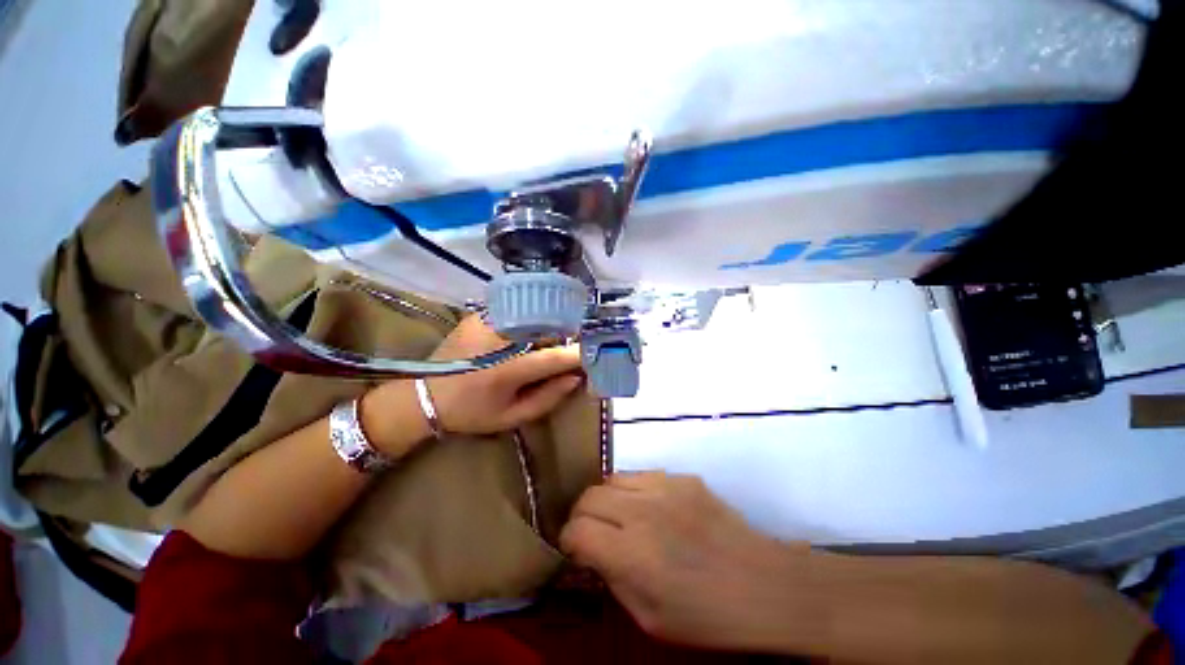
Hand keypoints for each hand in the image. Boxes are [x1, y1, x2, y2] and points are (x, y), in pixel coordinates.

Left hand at [424, 315, 583, 434]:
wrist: (424, 396)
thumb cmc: (471, 413)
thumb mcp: (512, 417)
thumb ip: (548, 398)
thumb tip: (576, 378)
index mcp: (507, 371)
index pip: (554, 357)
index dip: (578, 354)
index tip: (594, 355)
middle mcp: (499, 340)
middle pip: (546, 329)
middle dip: (565, 336)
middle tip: (571, 347)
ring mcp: (486, 321)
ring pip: (533, 316)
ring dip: (547, 326)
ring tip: (550, 338)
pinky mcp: (478, 315)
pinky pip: (515, 311)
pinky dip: (528, 320)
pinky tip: (527, 331)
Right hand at [560, 472, 812, 651]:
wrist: (765, 586)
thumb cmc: (708, 616)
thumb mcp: (650, 618)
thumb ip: (613, 580)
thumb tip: (591, 553)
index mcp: (633, 553)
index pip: (577, 530)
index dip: (568, 540)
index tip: (575, 550)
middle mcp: (644, 511)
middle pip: (589, 496)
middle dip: (581, 516)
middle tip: (592, 533)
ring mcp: (666, 487)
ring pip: (613, 478)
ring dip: (607, 499)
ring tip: (620, 517)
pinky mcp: (684, 477)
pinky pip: (644, 475)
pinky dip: (635, 491)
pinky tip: (652, 510)